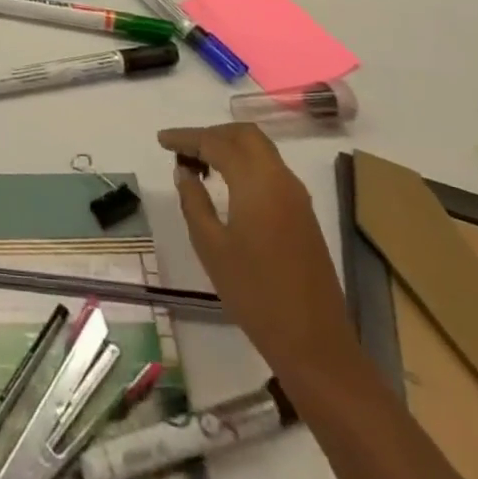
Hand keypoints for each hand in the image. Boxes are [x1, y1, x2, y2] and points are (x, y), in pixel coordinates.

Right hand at [156, 121, 361, 380]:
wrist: (315, 344)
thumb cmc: (255, 294)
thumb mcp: (211, 247)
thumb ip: (193, 201)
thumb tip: (184, 172)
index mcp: (256, 182)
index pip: (215, 142)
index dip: (186, 137)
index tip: (161, 140)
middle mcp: (280, 179)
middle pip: (244, 135)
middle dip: (212, 134)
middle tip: (184, 149)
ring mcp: (297, 197)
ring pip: (260, 150)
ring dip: (230, 148)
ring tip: (200, 165)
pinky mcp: (304, 215)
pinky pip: (271, 170)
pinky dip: (245, 164)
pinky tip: (227, 185)